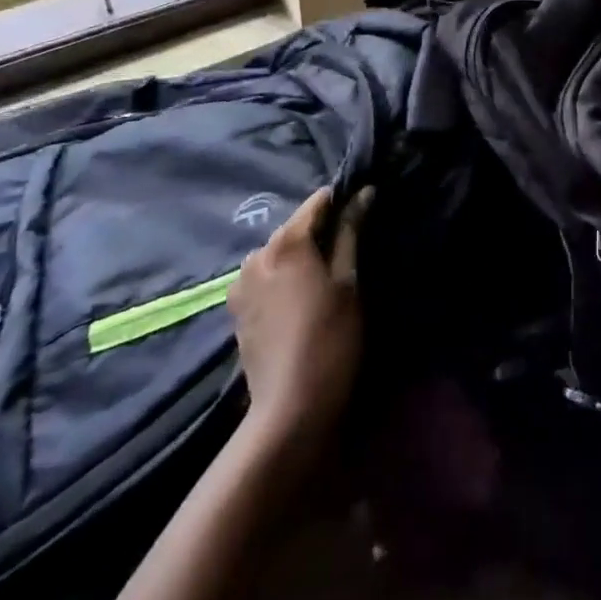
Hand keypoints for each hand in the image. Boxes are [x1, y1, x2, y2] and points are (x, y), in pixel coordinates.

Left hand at [227, 184, 369, 441]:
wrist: (290, 406)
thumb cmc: (331, 338)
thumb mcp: (349, 282)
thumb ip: (351, 233)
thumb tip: (363, 193)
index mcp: (286, 242)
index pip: (318, 202)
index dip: (342, 201)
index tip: (363, 209)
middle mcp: (257, 253)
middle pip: (295, 228)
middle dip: (320, 232)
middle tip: (349, 249)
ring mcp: (241, 282)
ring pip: (279, 253)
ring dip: (300, 256)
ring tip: (325, 277)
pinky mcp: (236, 308)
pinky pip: (265, 277)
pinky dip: (283, 278)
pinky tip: (300, 299)